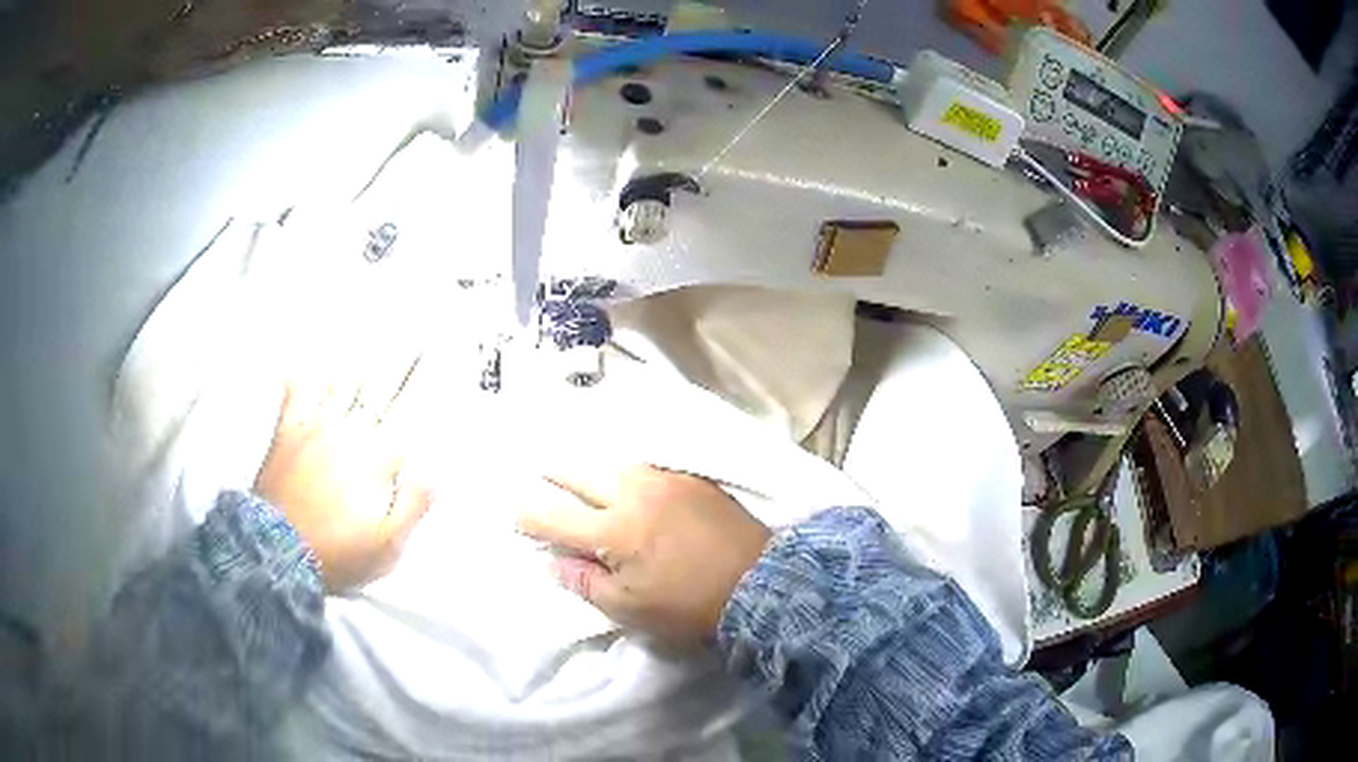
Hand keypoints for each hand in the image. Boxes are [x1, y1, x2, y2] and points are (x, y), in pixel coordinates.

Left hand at [254, 360, 433, 592]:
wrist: (278, 553)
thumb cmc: (339, 552)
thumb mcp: (388, 545)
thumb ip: (414, 503)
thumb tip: (435, 468)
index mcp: (377, 458)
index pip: (409, 414)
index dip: (424, 386)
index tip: (437, 360)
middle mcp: (349, 432)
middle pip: (380, 389)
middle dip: (400, 363)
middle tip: (413, 340)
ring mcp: (315, 428)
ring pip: (341, 384)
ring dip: (358, 366)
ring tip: (368, 346)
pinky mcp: (286, 433)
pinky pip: (294, 395)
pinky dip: (301, 379)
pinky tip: (304, 368)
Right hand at [517, 465, 770, 645]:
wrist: (759, 582)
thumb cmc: (689, 605)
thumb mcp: (630, 607)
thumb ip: (585, 581)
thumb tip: (554, 561)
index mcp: (613, 530)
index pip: (554, 516)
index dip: (529, 516)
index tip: (519, 518)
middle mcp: (633, 493)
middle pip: (578, 472)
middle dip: (553, 475)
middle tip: (541, 475)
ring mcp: (665, 479)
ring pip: (613, 463)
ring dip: (592, 471)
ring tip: (582, 478)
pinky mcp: (690, 477)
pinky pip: (646, 465)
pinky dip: (626, 471)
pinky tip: (626, 478)